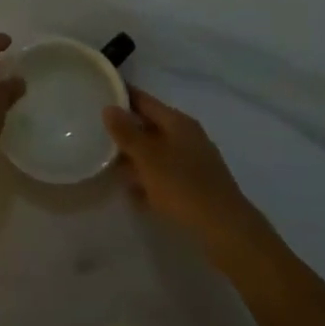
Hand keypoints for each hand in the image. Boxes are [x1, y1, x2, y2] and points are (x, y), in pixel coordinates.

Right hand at [104, 88, 262, 248]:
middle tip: (98, 133)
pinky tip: (133, 195)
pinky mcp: (197, 188)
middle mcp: (187, 137)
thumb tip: (109, 107)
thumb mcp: (148, 158)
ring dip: (136, 159)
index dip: (123, 96)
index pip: (144, 100)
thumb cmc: (184, 186)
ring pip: (157, 154)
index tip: (100, 93)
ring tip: (109, 166)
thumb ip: (127, 133)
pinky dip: (149, 182)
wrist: (226, 231)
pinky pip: (166, 177)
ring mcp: (194, 163)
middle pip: (151, 127)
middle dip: (127, 131)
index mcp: (178, 122)